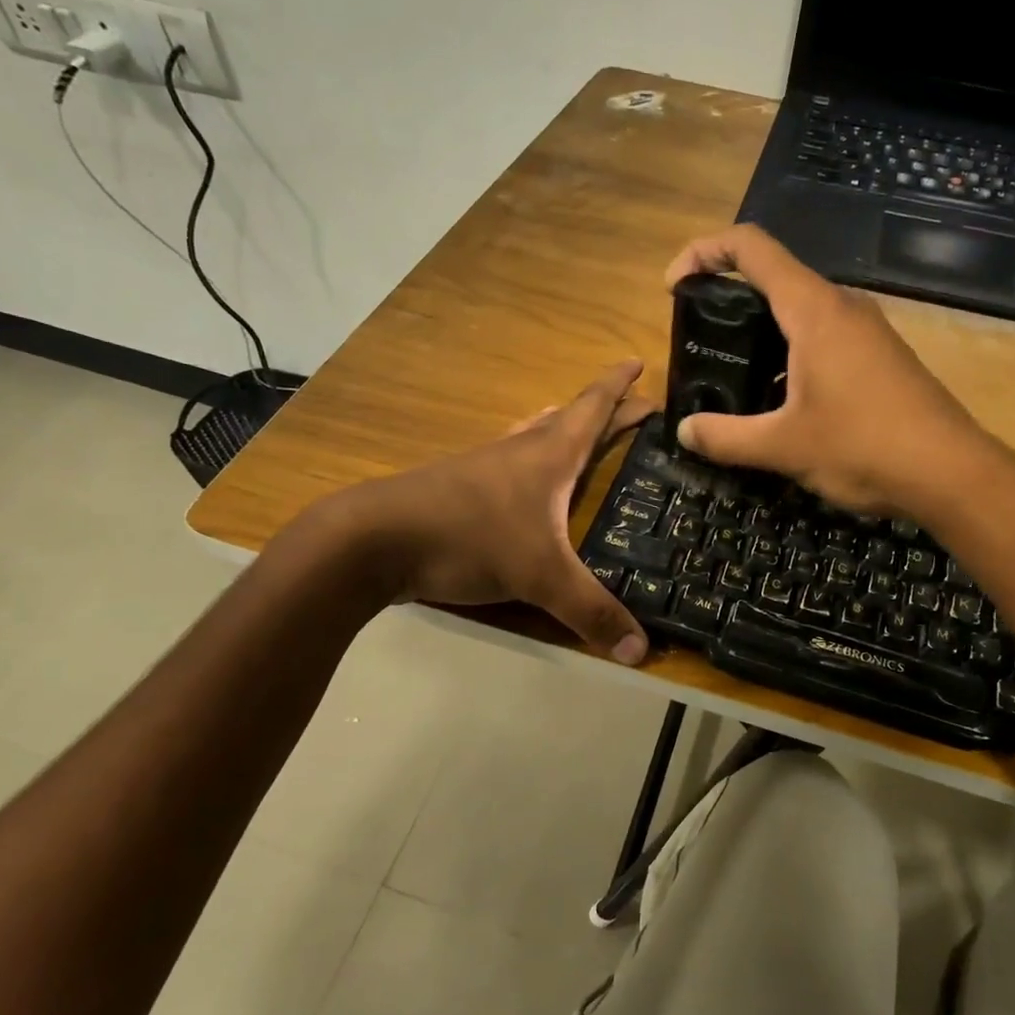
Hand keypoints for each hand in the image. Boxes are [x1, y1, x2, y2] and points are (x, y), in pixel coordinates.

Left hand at [337, 361, 656, 662]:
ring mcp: (484, 468)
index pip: (592, 409)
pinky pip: (508, 463)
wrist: (374, 540)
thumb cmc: (467, 538)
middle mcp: (519, 452)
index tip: (638, 362)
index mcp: (548, 457)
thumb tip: (641, 652)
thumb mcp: (540, 577)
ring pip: (532, 436)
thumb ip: (591, 612)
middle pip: (568, 419)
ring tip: (577, 430)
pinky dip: (529, 459)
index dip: (618, 387)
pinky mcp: (458, 490)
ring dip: (560, 428)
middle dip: (603, 411)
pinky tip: (523, 479)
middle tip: (633, 408)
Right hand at [663, 225, 991, 515]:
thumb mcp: (783, 447)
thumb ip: (726, 437)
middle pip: (775, 276)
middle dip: (728, 296)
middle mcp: (842, 307)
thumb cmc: (863, 447)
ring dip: (762, 329)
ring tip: (735, 373)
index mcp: (814, 310)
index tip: (674, 286)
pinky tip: (783, 399)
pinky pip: (825, 336)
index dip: (703, 251)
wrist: (951, 472)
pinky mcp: (882, 356)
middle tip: (701, 338)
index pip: (751, 247)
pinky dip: (791, 351)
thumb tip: (685, 431)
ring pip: (802, 310)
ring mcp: (868, 330)